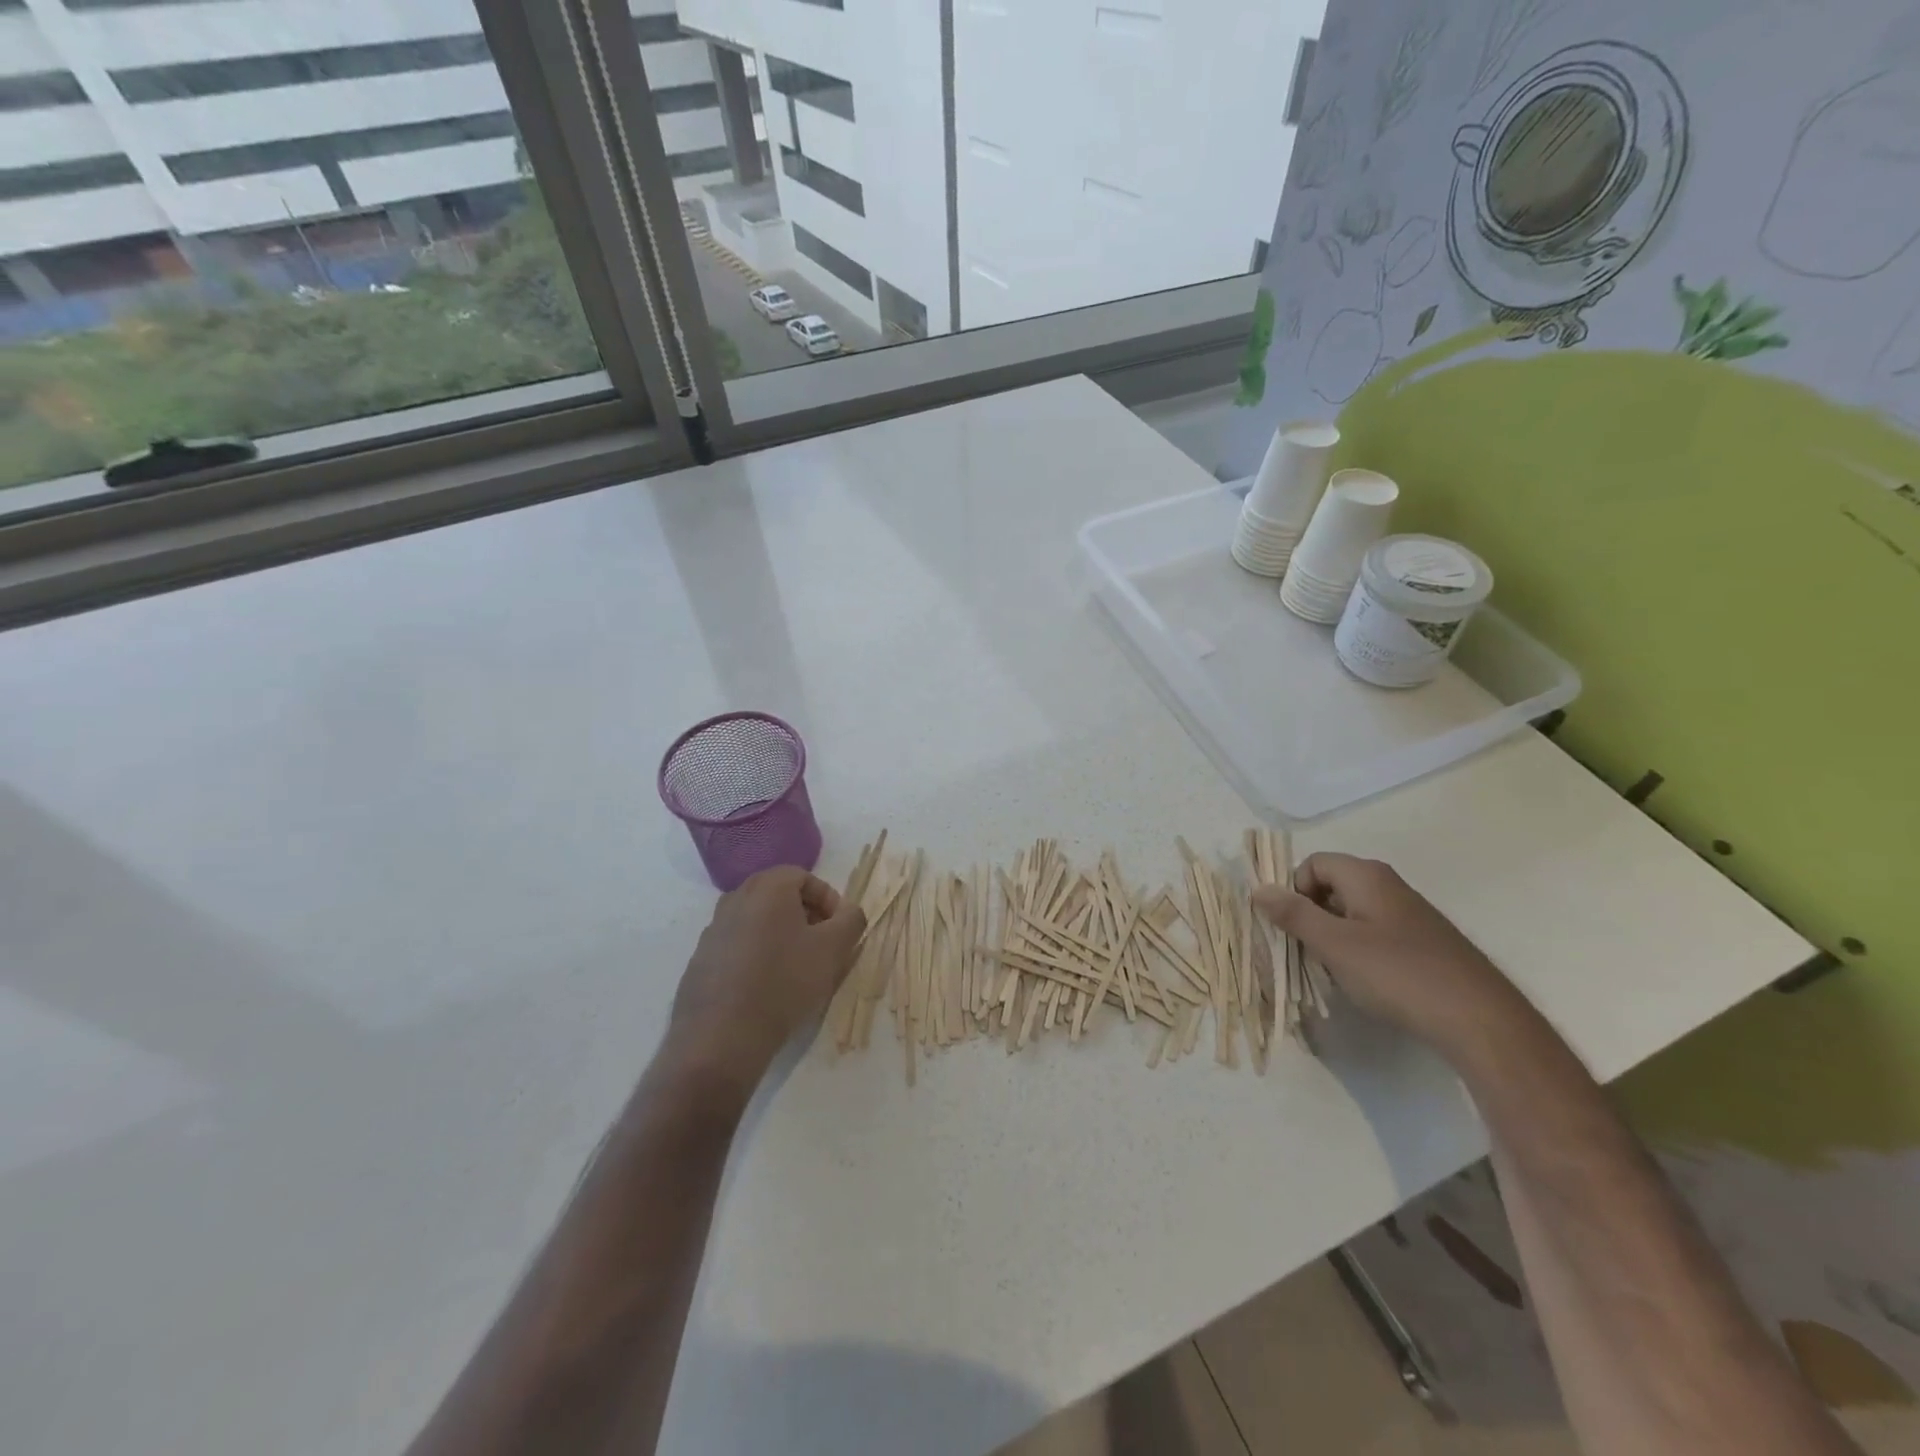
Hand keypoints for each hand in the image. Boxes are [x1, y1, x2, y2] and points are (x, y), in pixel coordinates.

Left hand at [666, 866, 865, 1096]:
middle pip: (779, 895)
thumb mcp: (833, 949)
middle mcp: (735, 898)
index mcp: (767, 888)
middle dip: (805, 916)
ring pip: (757, 920)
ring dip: (780, 935)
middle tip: (822, 945)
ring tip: (796, 968)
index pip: (804, 877)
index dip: (828, 900)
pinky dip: (756, 955)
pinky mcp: (700, 959)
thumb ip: (851, 920)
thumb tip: (849, 911)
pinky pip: (737, 945)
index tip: (839, 929)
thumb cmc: (785, 982)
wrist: (722, 1036)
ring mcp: (713, 929)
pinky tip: (766, 986)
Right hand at [1252, 853, 1524, 1058]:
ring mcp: (1410, 915)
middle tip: (1307, 953)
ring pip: (1352, 914)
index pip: (1312, 864)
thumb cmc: (1398, 974)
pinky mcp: (1425, 944)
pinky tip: (1367, 983)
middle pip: (1331, 887)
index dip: (1294, 891)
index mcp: (1366, 876)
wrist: (1481, 1021)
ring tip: (1335, 973)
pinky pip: (1376, 934)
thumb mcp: (1334, 945)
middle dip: (1311, 917)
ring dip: (1333, 938)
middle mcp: (1389, 886)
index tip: (1292, 927)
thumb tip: (1258, 888)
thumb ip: (1294, 914)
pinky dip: (1360, 952)